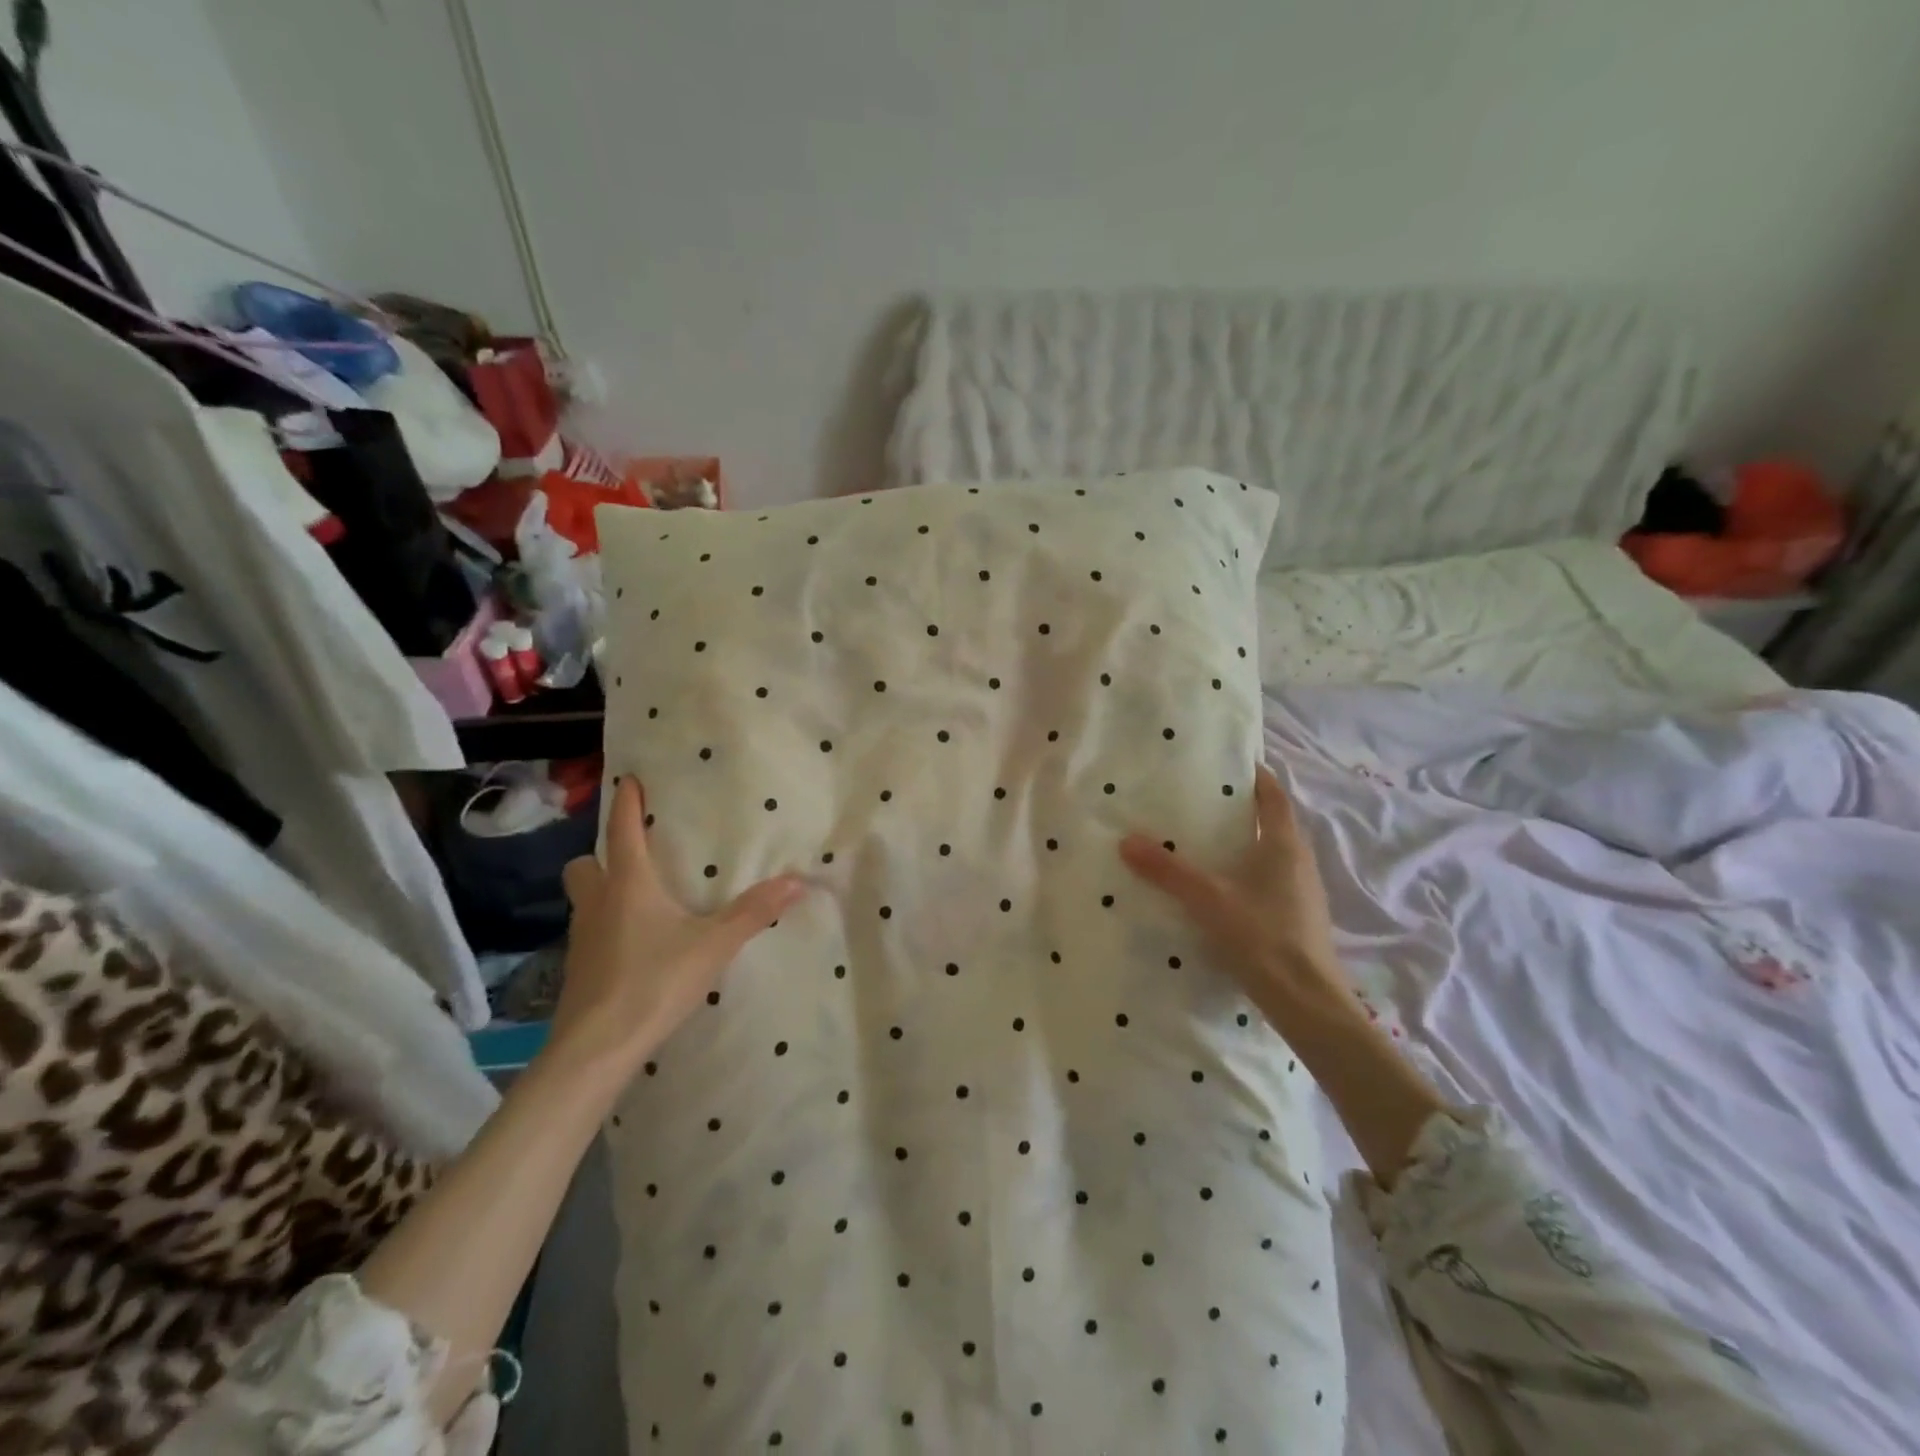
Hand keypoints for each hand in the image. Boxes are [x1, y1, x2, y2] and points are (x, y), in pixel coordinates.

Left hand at [549, 778, 806, 1078]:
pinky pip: (588, 932)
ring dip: (602, 891)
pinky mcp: (577, 970)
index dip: (626, 803)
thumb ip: (753, 913)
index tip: (628, 779)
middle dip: (602, 855)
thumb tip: (797, 881)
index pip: (624, 832)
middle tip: (633, 859)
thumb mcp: (713, 945)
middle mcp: (598, 903)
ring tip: (637, 901)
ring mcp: (581, 938)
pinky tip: (633, 946)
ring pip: (583, 900)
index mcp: (629, 885)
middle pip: (585, 865)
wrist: (596, 1047)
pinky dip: (606, 927)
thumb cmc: (654, 981)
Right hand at [1122, 765, 1446, 1181]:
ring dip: (1239, 844)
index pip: (1272, 794)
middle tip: (1194, 801)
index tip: (1223, 762)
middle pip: (1269, 822)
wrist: (1308, 1002)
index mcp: (1285, 845)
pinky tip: (1213, 889)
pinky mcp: (1294, 917)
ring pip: (1266, 854)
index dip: (1252, 774)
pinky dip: (1241, 874)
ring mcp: (1300, 891)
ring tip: (1197, 842)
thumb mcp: (1208, 900)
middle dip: (1236, 809)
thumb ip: (1168, 871)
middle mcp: (1298, 861)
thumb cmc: (1263, 937)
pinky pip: (1265, 881)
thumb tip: (1126, 841)